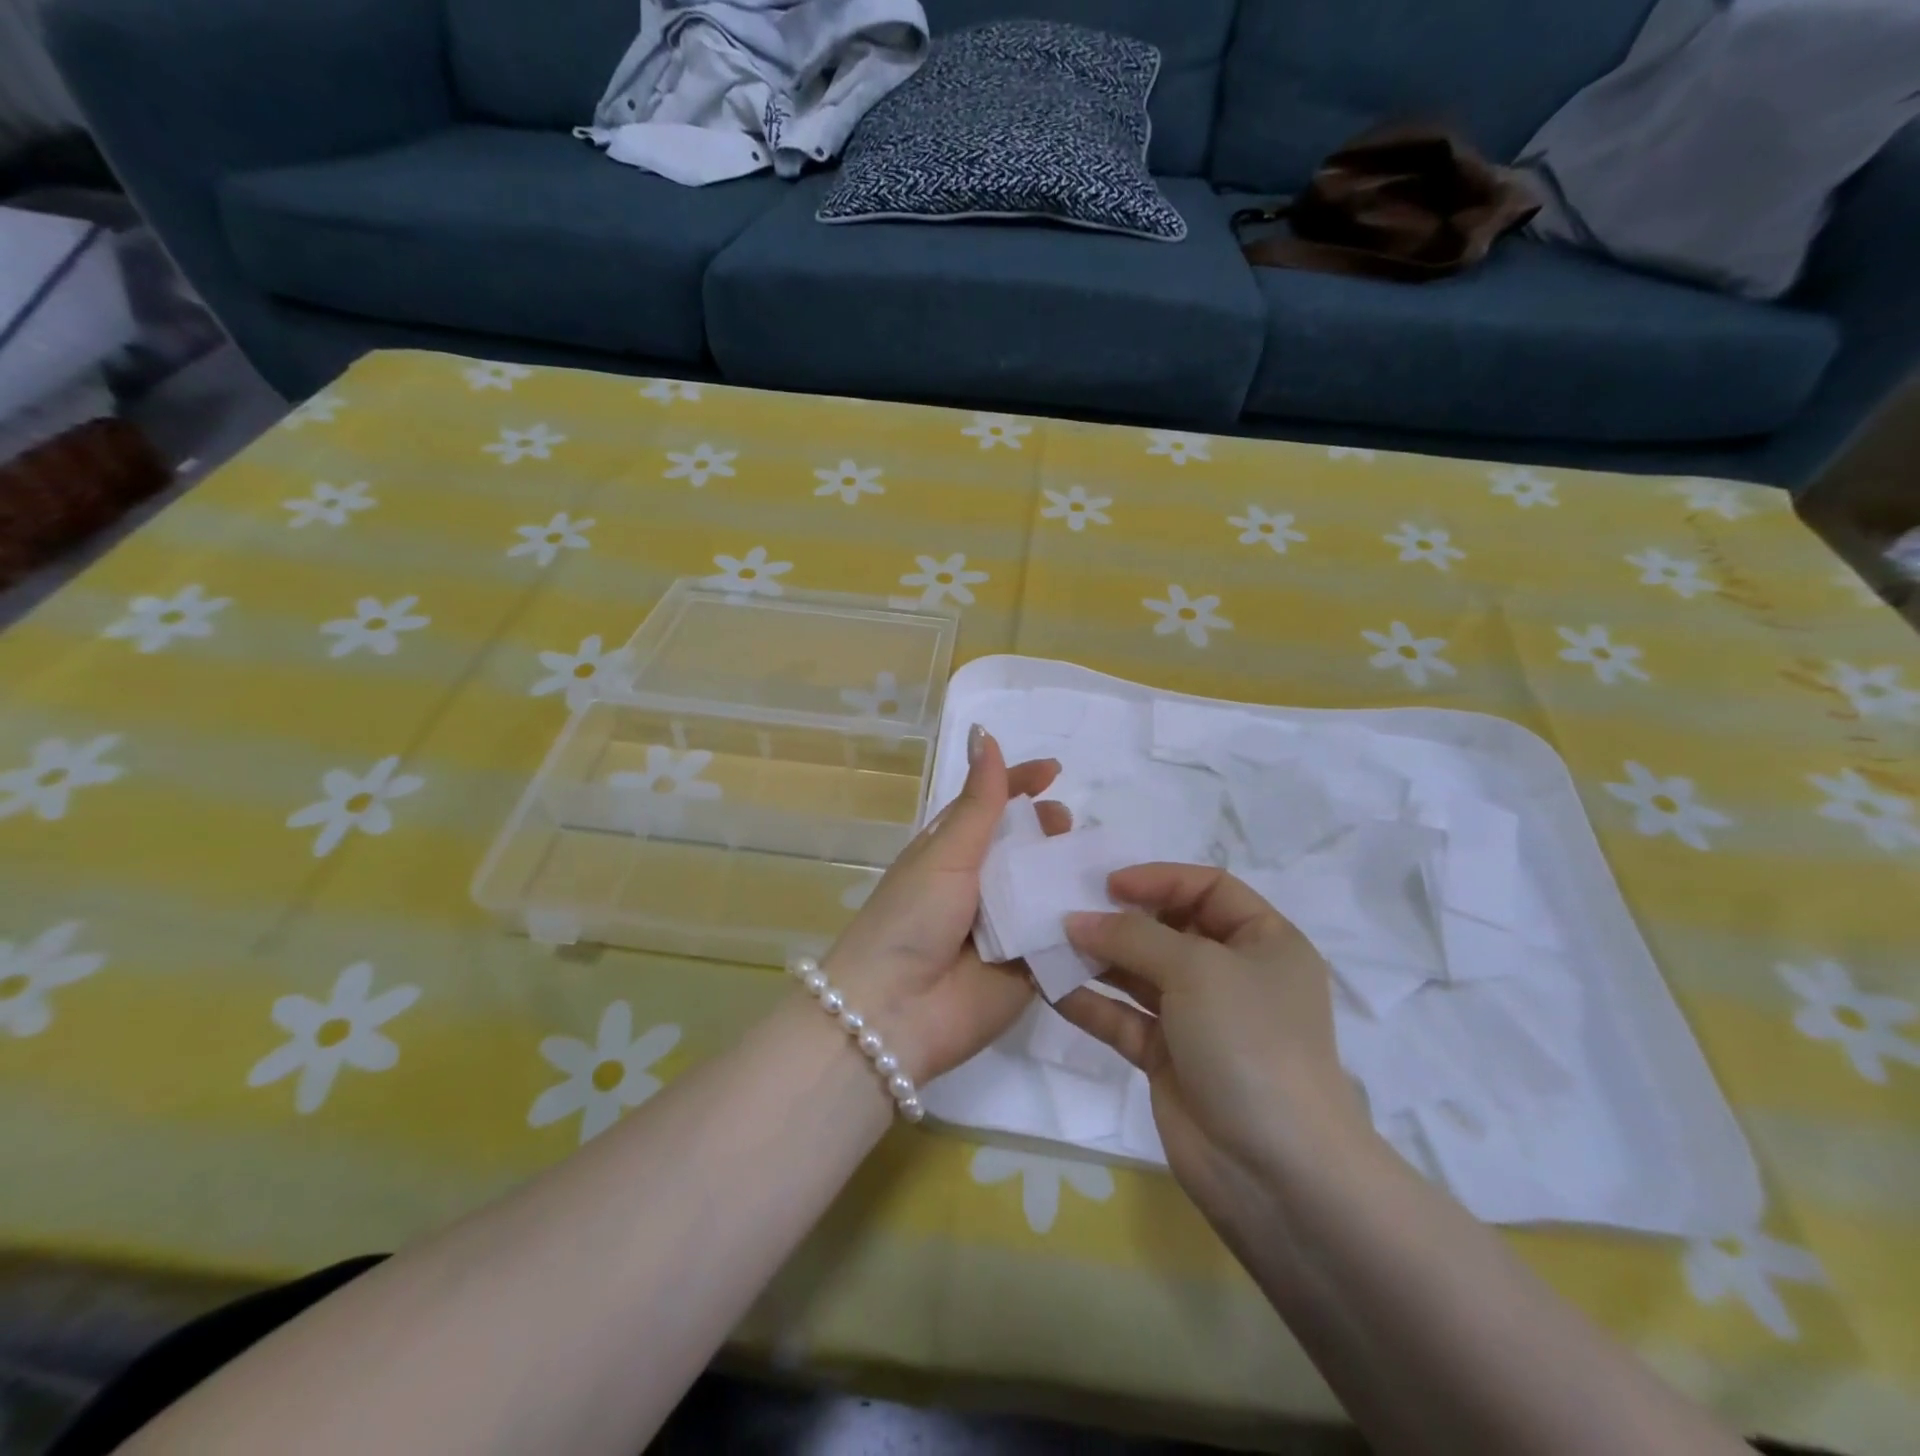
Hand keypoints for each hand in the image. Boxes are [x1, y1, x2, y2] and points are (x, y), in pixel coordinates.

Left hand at [824, 727, 1067, 1082]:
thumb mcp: (946, 852)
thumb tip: (984, 732)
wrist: (895, 1013)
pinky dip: (1086, 923)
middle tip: (1068, 828)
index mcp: (954, 852)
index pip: (994, 806)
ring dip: (1072, 875)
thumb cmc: (912, 918)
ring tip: (1097, 864)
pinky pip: (1064, 939)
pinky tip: (1117, 905)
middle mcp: (981, 885)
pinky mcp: (1030, 969)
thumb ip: (978, 800)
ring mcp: (1007, 928)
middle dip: (1051, 832)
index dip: (1022, 784)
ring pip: (1049, 890)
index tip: (1056, 772)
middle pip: (1027, 847)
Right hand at [1055, 865, 1374, 1222]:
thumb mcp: (1196, 969)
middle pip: (1169, 929)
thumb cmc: (1249, 1041)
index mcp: (1264, 942)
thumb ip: (1132, 936)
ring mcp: (1200, 1019)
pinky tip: (1051, 989)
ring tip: (1048, 944)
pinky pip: (1125, 1019)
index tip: (1108, 885)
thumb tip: (1076, 921)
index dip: (1160, 879)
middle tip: (1068, 910)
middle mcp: (1233, 974)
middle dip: (1120, 920)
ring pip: (1141, 974)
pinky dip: (1091, 1004)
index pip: (1209, 888)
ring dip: (1097, 959)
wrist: (1276, 1171)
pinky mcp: (1169, 1059)